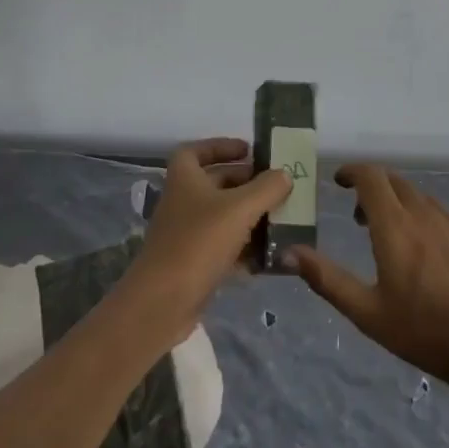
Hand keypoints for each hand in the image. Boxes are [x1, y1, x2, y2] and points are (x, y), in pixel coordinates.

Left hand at [121, 137, 289, 346]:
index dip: (220, 146)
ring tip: (279, 218)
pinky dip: (243, 247)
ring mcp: (186, 233)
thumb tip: (285, 174)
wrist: (163, 301)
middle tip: (275, 185)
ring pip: (221, 216)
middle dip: (245, 182)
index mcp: (185, 178)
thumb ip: (266, 188)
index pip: (196, 150)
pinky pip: (222, 246)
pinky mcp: (192, 263)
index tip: (248, 150)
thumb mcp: (240, 209)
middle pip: (214, 183)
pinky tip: (268, 256)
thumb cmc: (199, 242)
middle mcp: (182, 201)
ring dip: (248, 216)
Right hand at [286, 164, 448, 389]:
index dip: (353, 171)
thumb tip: (288, 252)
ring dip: (402, 207)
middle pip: (396, 182)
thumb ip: (326, 278)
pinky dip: (430, 225)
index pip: (371, 177)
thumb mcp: (366, 312)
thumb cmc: (423, 331)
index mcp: (394, 226)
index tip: (340, 181)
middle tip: (361, 217)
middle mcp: (425, 214)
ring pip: (422, 200)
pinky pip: (448, 219)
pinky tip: (434, 259)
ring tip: (396, 239)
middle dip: (374, 189)